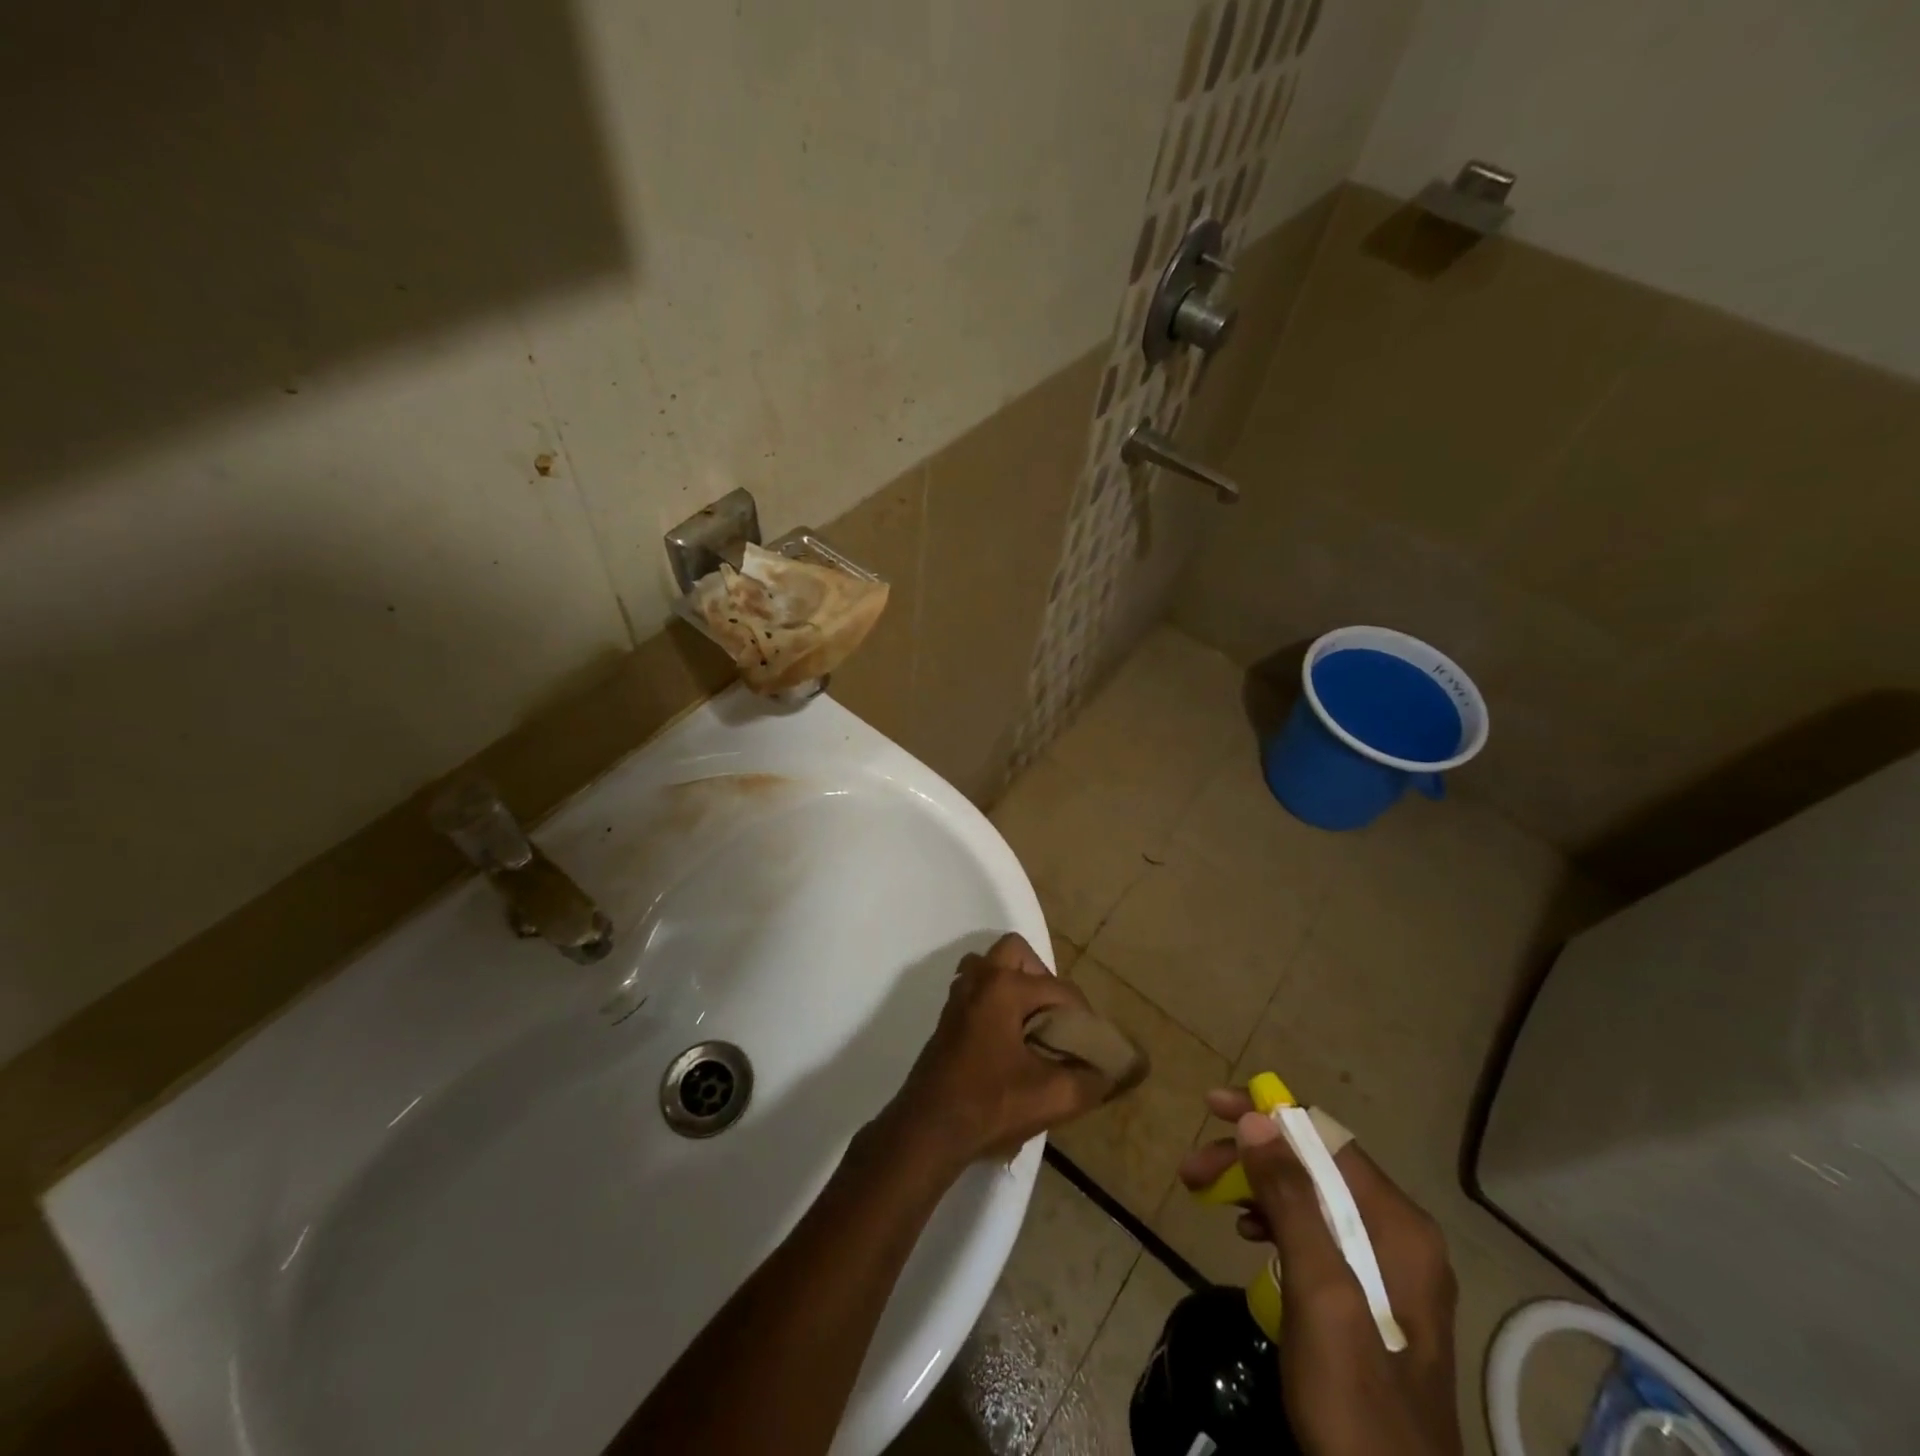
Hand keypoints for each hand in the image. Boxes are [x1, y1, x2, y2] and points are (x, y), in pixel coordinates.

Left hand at [877, 934, 1107, 1173]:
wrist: (928, 1131)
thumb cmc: (990, 1105)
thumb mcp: (1051, 1097)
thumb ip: (1092, 1079)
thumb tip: (1121, 1070)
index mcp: (1003, 987)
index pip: (1058, 988)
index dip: (1082, 1016)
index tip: (1093, 1045)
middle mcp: (978, 979)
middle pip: (1017, 953)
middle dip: (1043, 979)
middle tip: (1056, 1018)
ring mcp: (958, 996)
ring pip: (991, 967)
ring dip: (1016, 985)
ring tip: (1034, 1024)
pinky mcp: (948, 1017)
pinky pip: (978, 988)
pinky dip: (997, 999)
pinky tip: (1009, 1038)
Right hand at [1177, 1089, 1461, 1455]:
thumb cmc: (1357, 1401)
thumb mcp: (1319, 1294)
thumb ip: (1292, 1201)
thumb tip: (1258, 1119)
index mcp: (1399, 1226)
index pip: (1326, 1137)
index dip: (1268, 1113)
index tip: (1213, 1106)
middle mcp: (1398, 1236)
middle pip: (1315, 1165)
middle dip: (1252, 1157)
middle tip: (1193, 1169)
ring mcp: (1386, 1270)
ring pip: (1309, 1197)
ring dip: (1255, 1186)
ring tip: (1204, 1194)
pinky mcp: (1367, 1300)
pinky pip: (1314, 1233)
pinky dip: (1274, 1221)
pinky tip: (1246, 1232)